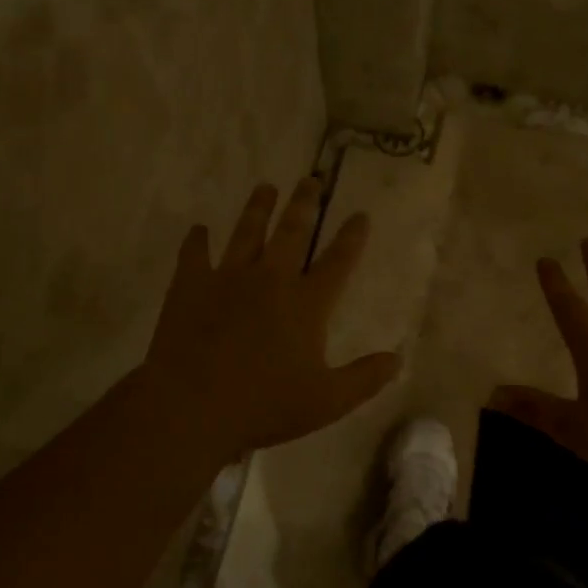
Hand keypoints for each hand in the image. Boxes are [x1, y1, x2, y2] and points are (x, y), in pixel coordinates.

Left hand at [139, 179, 399, 466]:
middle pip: (291, 232)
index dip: (351, 237)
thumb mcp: (326, 402)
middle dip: (304, 204)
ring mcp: (227, 278)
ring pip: (247, 232)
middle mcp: (270, 279)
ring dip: (257, 208)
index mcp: (305, 304)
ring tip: (265, 187)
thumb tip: (397, 359)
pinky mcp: (190, 286)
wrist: (191, 407)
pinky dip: (196, 240)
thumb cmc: (263, 406)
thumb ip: (364, 378)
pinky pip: (194, 254)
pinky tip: (198, 229)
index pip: (337, 262)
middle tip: (310, 179)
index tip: (360, 214)